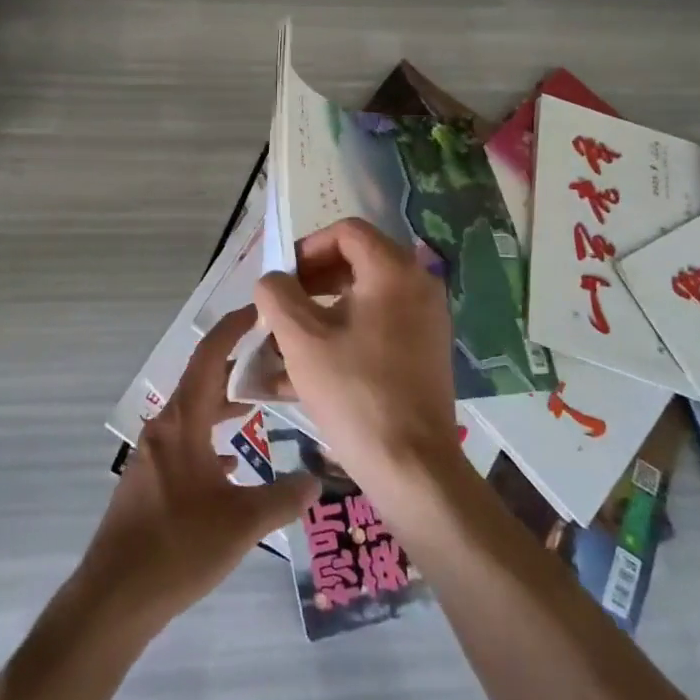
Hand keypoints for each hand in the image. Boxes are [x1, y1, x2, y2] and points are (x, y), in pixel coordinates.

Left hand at [80, 308, 319, 627]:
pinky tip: (232, 462)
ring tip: (257, 401)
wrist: (114, 597)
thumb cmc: (178, 547)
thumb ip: (283, 498)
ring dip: (222, 402)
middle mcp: (164, 429)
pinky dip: (210, 436)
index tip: (257, 310)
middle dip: (233, 363)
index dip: (231, 329)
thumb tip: (318, 480)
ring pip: (193, 413)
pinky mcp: (150, 481)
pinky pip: (185, 441)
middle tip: (271, 355)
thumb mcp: (242, 523)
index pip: (208, 358)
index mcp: (182, 423)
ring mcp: (153, 455)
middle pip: (201, 381)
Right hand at [253, 218, 458, 491]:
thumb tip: (273, 280)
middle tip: (282, 308)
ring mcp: (426, 322)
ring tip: (286, 343)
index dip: (307, 247)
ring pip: (364, 299)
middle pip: (356, 263)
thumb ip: (277, 295)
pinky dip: (343, 336)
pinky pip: (378, 328)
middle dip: (311, 282)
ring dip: (322, 312)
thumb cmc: (354, 392)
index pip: (346, 232)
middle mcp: (418, 286)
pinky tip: (308, 372)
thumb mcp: (301, 338)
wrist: (412, 467)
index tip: (282, 278)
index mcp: (393, 271)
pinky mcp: (425, 353)